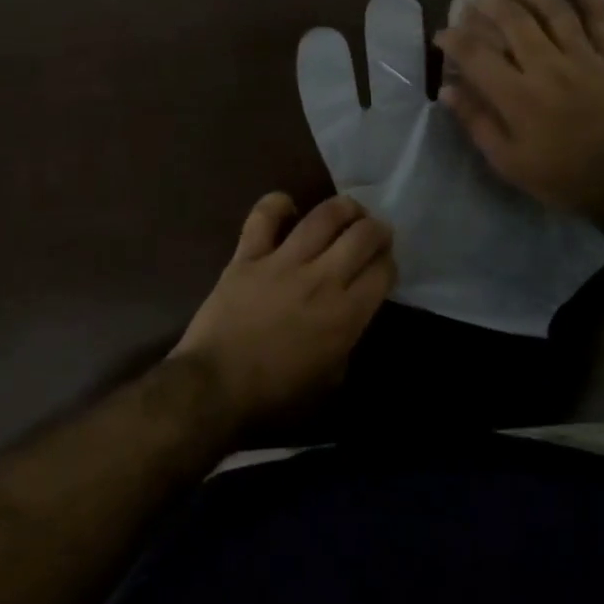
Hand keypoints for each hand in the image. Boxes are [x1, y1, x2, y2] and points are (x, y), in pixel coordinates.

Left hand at [172, 193, 395, 426]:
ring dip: (343, 207)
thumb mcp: (330, 383)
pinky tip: (288, 207)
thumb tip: (348, 319)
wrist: (214, 389)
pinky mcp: (248, 256)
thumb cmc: (275, 399)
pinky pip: (264, 216)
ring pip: (323, 216)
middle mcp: (322, 279)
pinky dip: (277, 204)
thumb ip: (346, 344)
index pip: (382, 271)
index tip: (383, 266)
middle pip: (363, 235)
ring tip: (348, 210)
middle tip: (374, 233)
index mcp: (346, 315)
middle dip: (377, 229)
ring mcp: (283, 262)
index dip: (389, 263)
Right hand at [432, 0, 603, 223]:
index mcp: (518, 96)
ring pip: (552, 10)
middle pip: (512, 19)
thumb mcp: (509, 162)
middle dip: (486, 3)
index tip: (442, 36)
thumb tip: (448, 89)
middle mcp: (547, 67)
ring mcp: (583, 58)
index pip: (475, 54)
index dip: (453, 39)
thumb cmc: (563, 178)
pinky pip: (601, 17)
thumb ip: (477, 122)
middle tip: (471, 0)